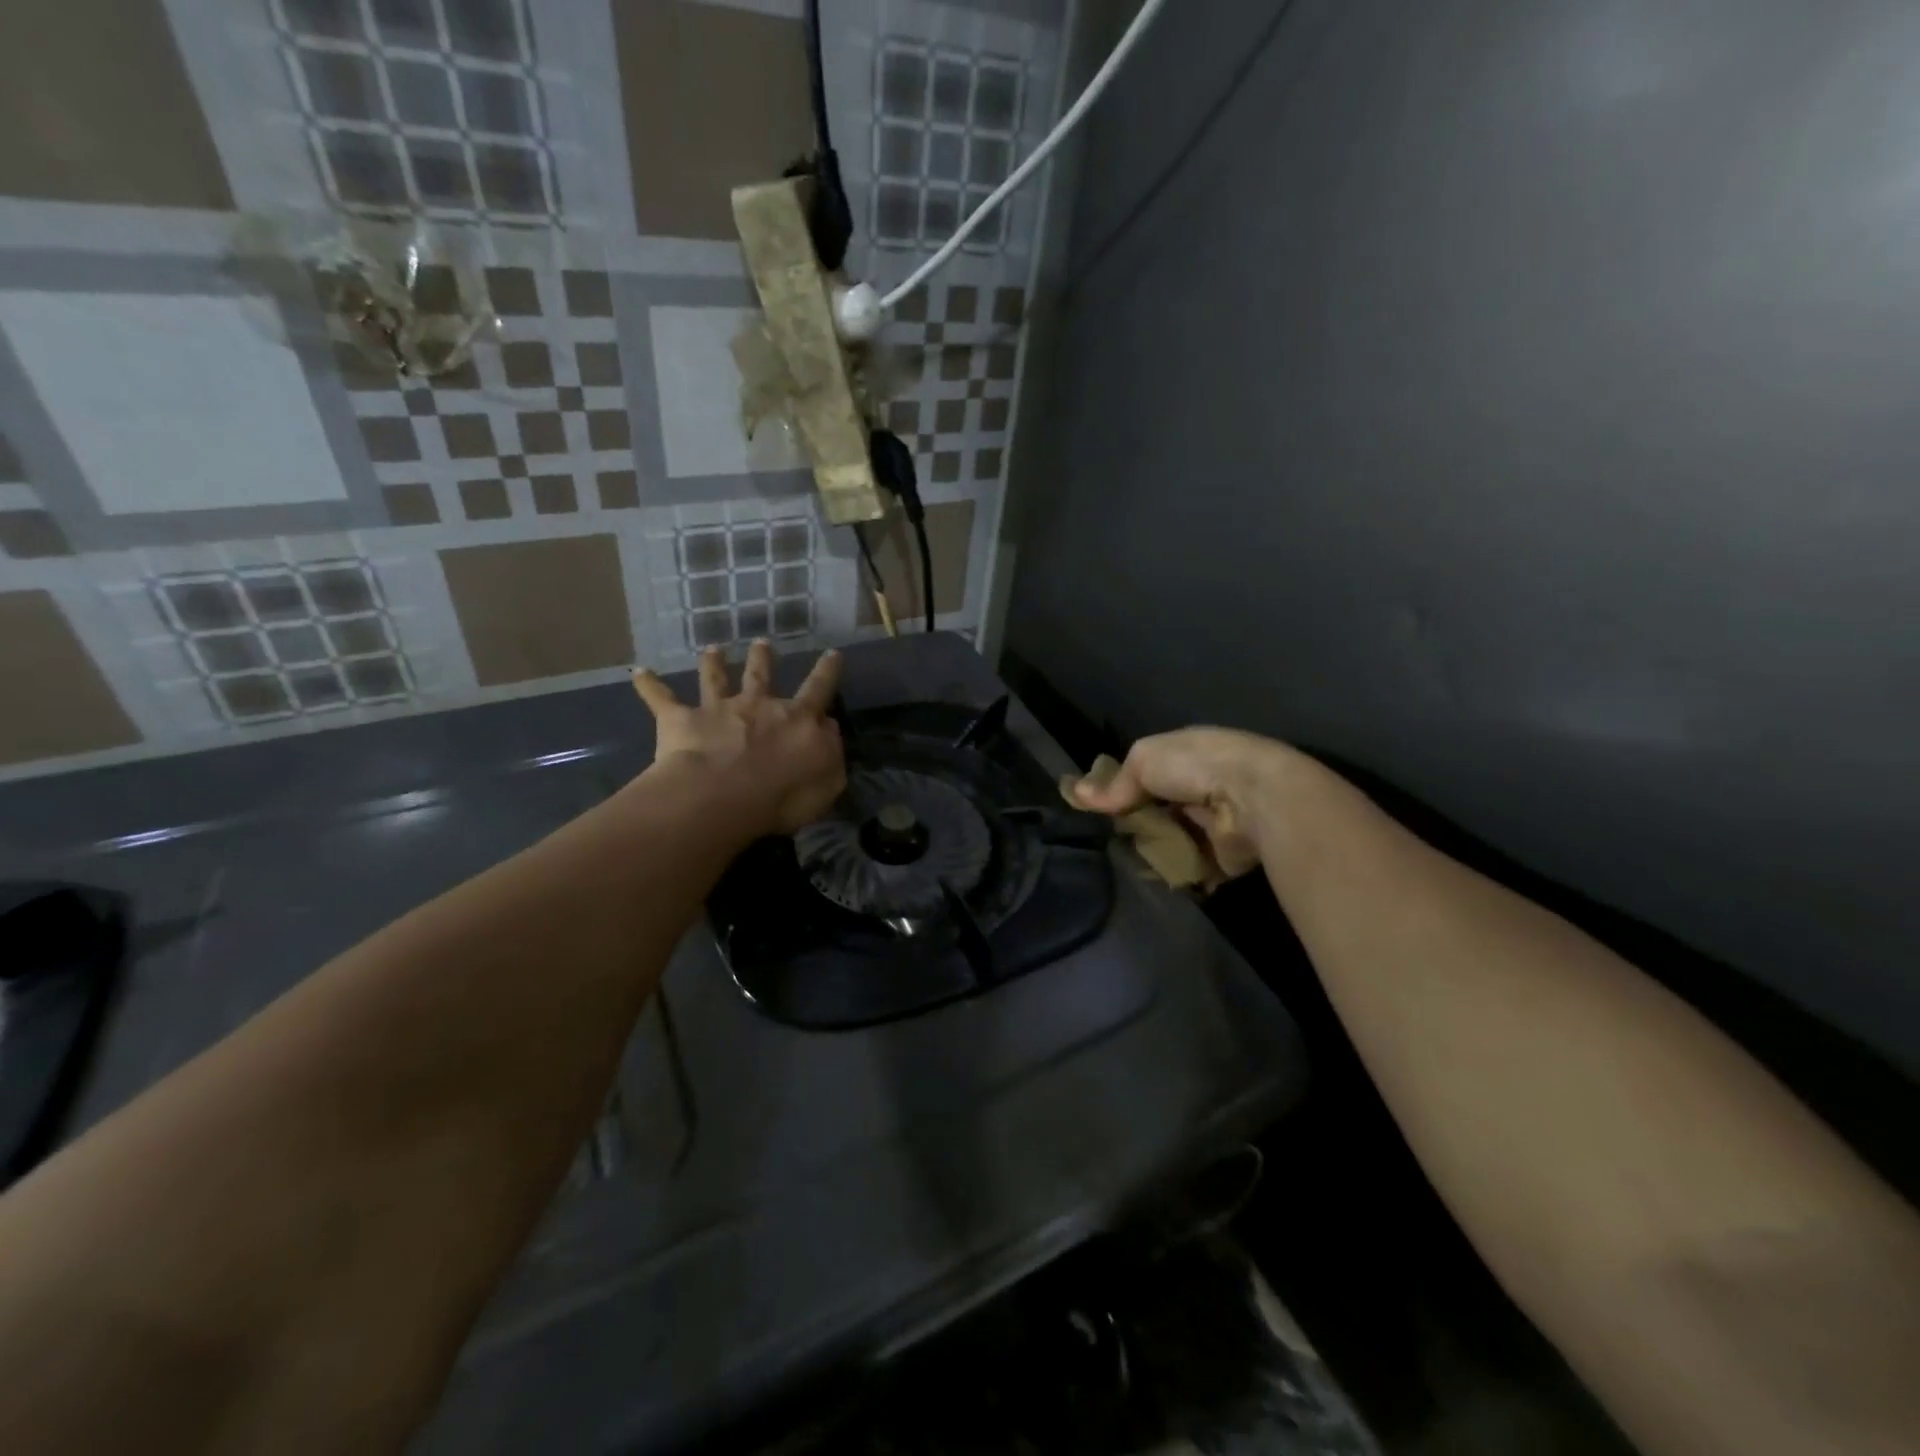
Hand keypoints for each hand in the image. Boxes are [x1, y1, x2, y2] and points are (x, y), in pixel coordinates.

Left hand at [632, 641, 845, 835]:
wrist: (723, 796)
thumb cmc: (783, 795)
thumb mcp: (827, 780)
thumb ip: (831, 751)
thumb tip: (828, 727)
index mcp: (797, 720)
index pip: (819, 690)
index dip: (827, 672)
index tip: (833, 653)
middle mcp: (758, 705)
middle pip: (762, 675)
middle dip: (763, 659)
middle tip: (762, 643)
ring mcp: (718, 709)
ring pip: (715, 679)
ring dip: (712, 663)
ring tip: (711, 648)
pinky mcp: (682, 720)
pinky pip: (661, 699)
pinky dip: (649, 685)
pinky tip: (638, 672)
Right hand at [1071, 727, 1296, 878]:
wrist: (1255, 800)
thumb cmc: (1197, 767)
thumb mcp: (1144, 759)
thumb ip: (1114, 782)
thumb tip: (1076, 794)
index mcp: (1190, 755)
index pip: (1150, 772)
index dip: (1125, 787)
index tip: (1101, 806)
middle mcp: (1205, 787)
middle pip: (1161, 809)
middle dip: (1139, 823)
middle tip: (1113, 837)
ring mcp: (1216, 823)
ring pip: (1174, 839)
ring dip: (1156, 849)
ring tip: (1129, 861)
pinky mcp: (1225, 856)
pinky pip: (1193, 866)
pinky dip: (1176, 871)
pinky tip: (1154, 875)